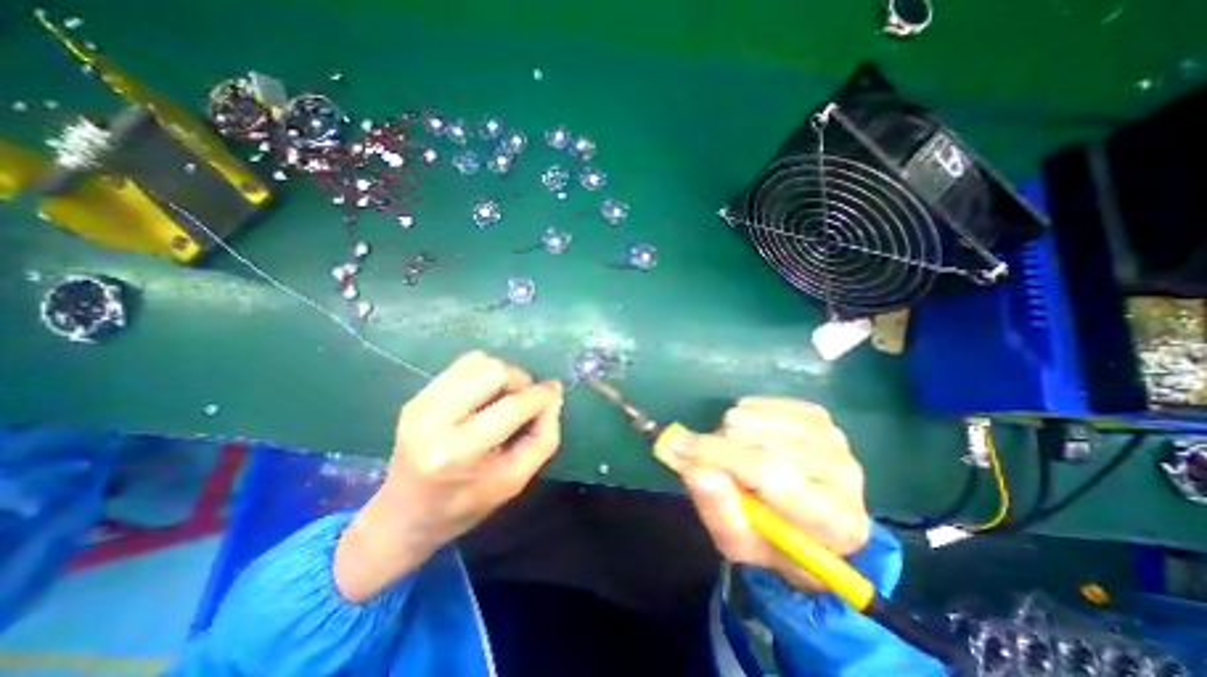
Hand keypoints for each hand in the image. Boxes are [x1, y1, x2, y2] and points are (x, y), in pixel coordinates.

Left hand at [328, 352, 555, 599]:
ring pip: (478, 361)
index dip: (540, 395)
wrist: (403, 515)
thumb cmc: (465, 504)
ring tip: (505, 397)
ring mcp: (420, 403)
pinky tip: (486, 396)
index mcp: (456, 453)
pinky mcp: (418, 395)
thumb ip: (542, 439)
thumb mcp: (514, 481)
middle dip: (519, 380)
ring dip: (502, 375)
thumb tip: (553, 399)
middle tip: (525, 399)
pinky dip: (485, 374)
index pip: (510, 408)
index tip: (555, 391)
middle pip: (492, 370)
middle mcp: (432, 420)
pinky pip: (463, 365)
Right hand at [660, 393, 866, 589]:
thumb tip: (694, 466)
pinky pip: (755, 402)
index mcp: (833, 521)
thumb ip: (716, 508)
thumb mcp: (737, 541)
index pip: (768, 473)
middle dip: (721, 450)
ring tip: (742, 459)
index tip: (673, 444)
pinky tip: (755, 441)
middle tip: (724, 471)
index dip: (716, 455)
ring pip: (750, 416)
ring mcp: (831, 435)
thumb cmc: (772, 539)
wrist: (813, 525)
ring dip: (730, 436)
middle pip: (753, 438)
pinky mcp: (816, 413)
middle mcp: (842, 471)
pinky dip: (742, 420)